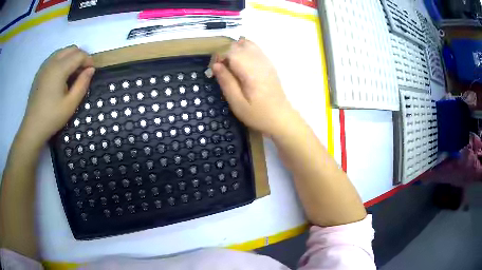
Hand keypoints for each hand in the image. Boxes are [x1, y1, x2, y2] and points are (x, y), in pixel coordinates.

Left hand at [18, 45, 94, 149]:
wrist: (32, 128)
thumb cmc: (52, 117)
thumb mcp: (71, 104)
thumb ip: (82, 84)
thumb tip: (91, 70)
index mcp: (59, 68)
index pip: (79, 55)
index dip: (88, 60)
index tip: (92, 72)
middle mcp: (52, 62)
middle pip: (71, 49)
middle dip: (80, 57)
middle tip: (83, 72)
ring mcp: (44, 66)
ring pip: (62, 52)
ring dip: (71, 58)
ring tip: (72, 74)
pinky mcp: (40, 72)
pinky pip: (54, 58)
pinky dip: (62, 61)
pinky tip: (61, 76)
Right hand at [212, 38, 296, 136]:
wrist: (281, 118)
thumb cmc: (258, 114)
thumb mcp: (237, 103)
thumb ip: (226, 82)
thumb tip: (215, 65)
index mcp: (251, 72)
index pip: (232, 52)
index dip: (220, 58)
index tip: (216, 70)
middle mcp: (259, 62)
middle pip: (239, 46)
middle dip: (227, 53)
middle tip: (223, 70)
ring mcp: (266, 62)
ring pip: (248, 45)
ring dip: (236, 51)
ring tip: (232, 66)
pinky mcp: (269, 64)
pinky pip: (256, 49)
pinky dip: (246, 50)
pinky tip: (242, 60)